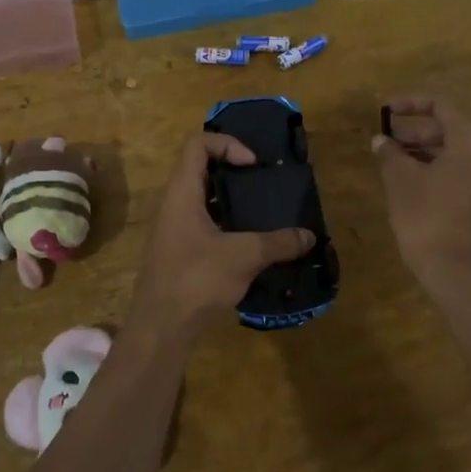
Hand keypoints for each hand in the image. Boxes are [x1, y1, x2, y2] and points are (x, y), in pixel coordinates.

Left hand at [130, 134, 315, 332]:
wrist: (161, 327)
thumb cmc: (197, 279)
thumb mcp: (244, 256)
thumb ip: (278, 242)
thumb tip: (309, 236)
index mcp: (182, 193)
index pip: (197, 144)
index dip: (227, 144)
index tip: (253, 165)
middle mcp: (174, 204)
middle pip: (201, 170)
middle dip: (235, 171)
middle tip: (265, 183)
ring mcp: (174, 229)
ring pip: (204, 200)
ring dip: (233, 200)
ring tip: (264, 211)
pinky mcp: (180, 252)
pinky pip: (205, 224)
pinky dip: (228, 225)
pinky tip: (252, 244)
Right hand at [372, 95, 470, 285]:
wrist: (460, 275)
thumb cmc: (428, 220)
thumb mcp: (401, 182)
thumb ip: (390, 154)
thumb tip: (381, 141)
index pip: (442, 105)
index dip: (410, 104)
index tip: (384, 112)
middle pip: (453, 127)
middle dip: (416, 131)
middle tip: (386, 140)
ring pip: (459, 151)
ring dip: (427, 150)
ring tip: (394, 160)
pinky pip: (467, 171)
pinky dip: (441, 168)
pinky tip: (414, 181)